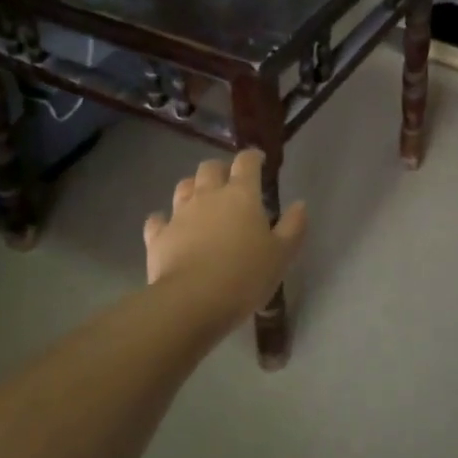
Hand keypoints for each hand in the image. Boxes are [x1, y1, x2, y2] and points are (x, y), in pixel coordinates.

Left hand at [144, 150, 306, 338]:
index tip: (259, 161)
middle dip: (220, 169)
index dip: (253, 157)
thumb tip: (300, 204)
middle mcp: (208, 195)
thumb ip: (293, 226)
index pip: (246, 162)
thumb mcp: (281, 254)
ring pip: (183, 187)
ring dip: (193, 188)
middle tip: (229, 182)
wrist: (193, 301)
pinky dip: (164, 219)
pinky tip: (168, 227)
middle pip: (210, 167)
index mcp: (241, 195)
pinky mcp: (158, 236)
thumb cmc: (245, 275)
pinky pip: (158, 219)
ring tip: (201, 200)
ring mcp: (179, 214)